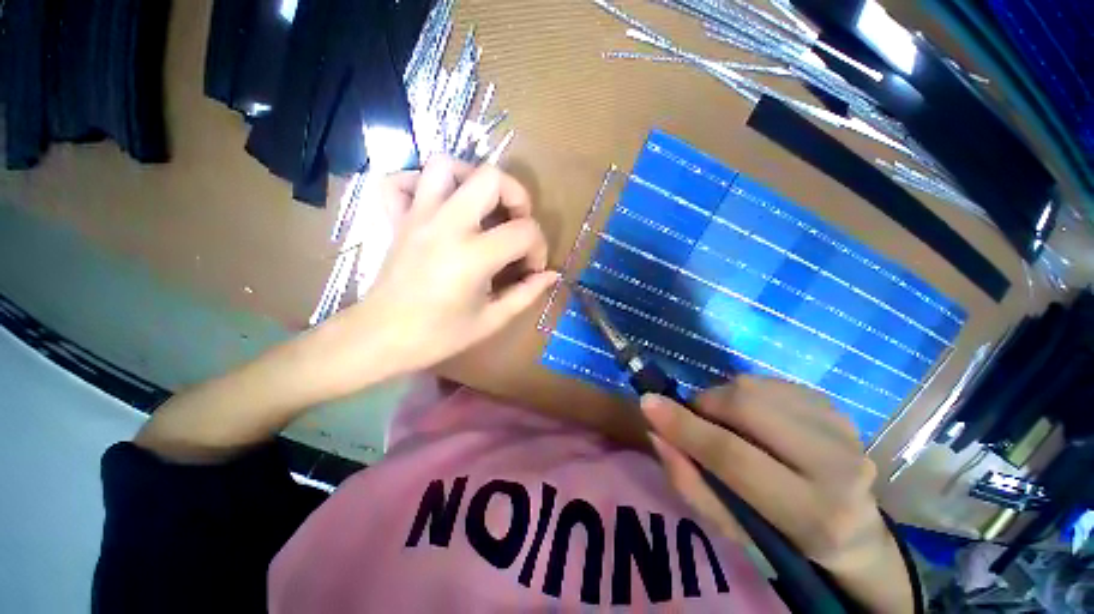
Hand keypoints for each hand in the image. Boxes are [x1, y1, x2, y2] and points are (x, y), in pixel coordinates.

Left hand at [325, 156, 557, 381]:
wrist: (380, 338)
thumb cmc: (438, 335)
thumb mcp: (491, 320)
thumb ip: (526, 294)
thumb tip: (551, 275)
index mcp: (473, 256)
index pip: (524, 231)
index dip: (538, 248)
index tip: (532, 268)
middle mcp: (446, 225)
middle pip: (491, 177)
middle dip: (516, 196)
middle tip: (516, 224)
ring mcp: (417, 216)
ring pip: (445, 165)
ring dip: (473, 179)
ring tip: (482, 207)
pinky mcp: (397, 218)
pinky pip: (400, 179)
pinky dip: (420, 182)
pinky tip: (437, 204)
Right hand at [641, 377, 913, 612]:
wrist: (855, 533)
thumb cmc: (782, 538)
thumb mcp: (729, 528)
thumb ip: (689, 481)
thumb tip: (656, 432)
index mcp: (811, 514)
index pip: (734, 456)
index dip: (685, 427)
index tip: (647, 403)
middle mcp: (838, 466)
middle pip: (748, 406)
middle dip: (707, 405)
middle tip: (697, 419)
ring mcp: (842, 429)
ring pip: (756, 387)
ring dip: (725, 398)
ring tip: (728, 423)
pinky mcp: (837, 407)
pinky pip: (770, 383)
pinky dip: (746, 394)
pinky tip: (755, 418)